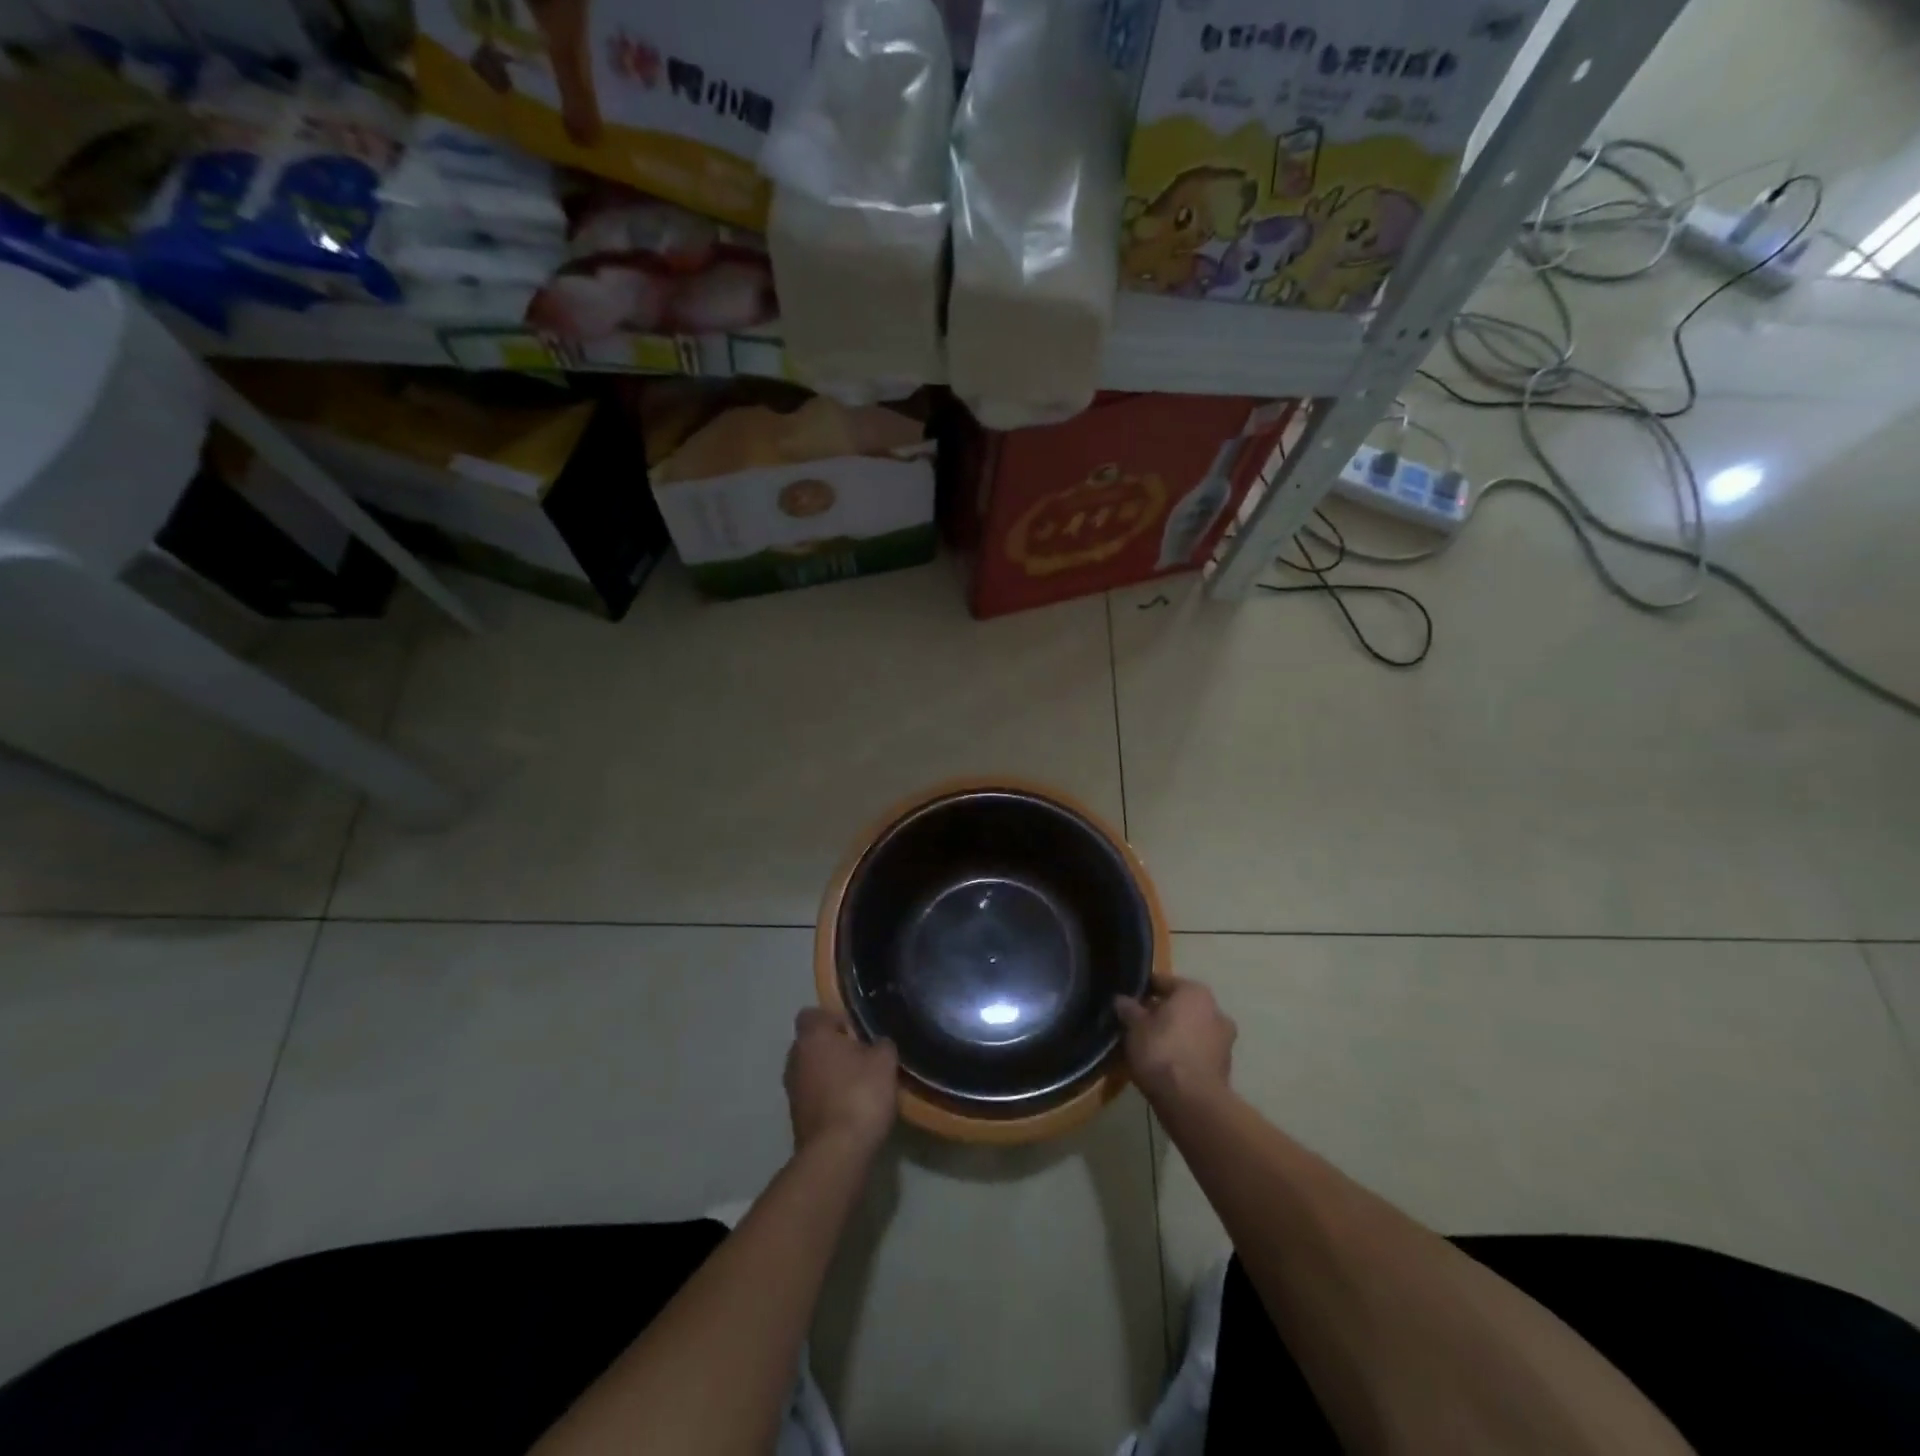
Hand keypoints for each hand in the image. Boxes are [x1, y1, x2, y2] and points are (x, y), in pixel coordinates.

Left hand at [785, 1008, 897, 1159]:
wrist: (837, 1153)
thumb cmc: (860, 1094)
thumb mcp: (884, 1061)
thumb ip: (881, 1044)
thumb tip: (877, 1043)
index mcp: (812, 1038)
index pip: (811, 1014)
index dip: (833, 1019)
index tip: (855, 1031)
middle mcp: (794, 1059)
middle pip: (811, 1044)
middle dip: (833, 1048)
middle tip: (862, 1057)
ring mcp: (792, 1091)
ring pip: (811, 1071)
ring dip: (830, 1075)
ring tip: (859, 1085)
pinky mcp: (796, 1119)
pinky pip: (813, 1096)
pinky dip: (828, 1098)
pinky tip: (851, 1108)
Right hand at [1115, 978, 1235, 1106]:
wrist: (1191, 1102)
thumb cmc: (1162, 1051)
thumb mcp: (1134, 1027)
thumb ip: (1128, 1009)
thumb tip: (1121, 1000)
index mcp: (1196, 993)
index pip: (1163, 982)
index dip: (1143, 990)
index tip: (1127, 1000)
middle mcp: (1216, 1011)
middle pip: (1180, 1007)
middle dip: (1161, 1014)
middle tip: (1137, 1025)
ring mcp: (1224, 1042)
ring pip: (1191, 1030)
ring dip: (1174, 1035)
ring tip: (1149, 1047)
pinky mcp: (1224, 1069)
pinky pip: (1197, 1052)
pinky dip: (1183, 1054)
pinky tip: (1164, 1065)